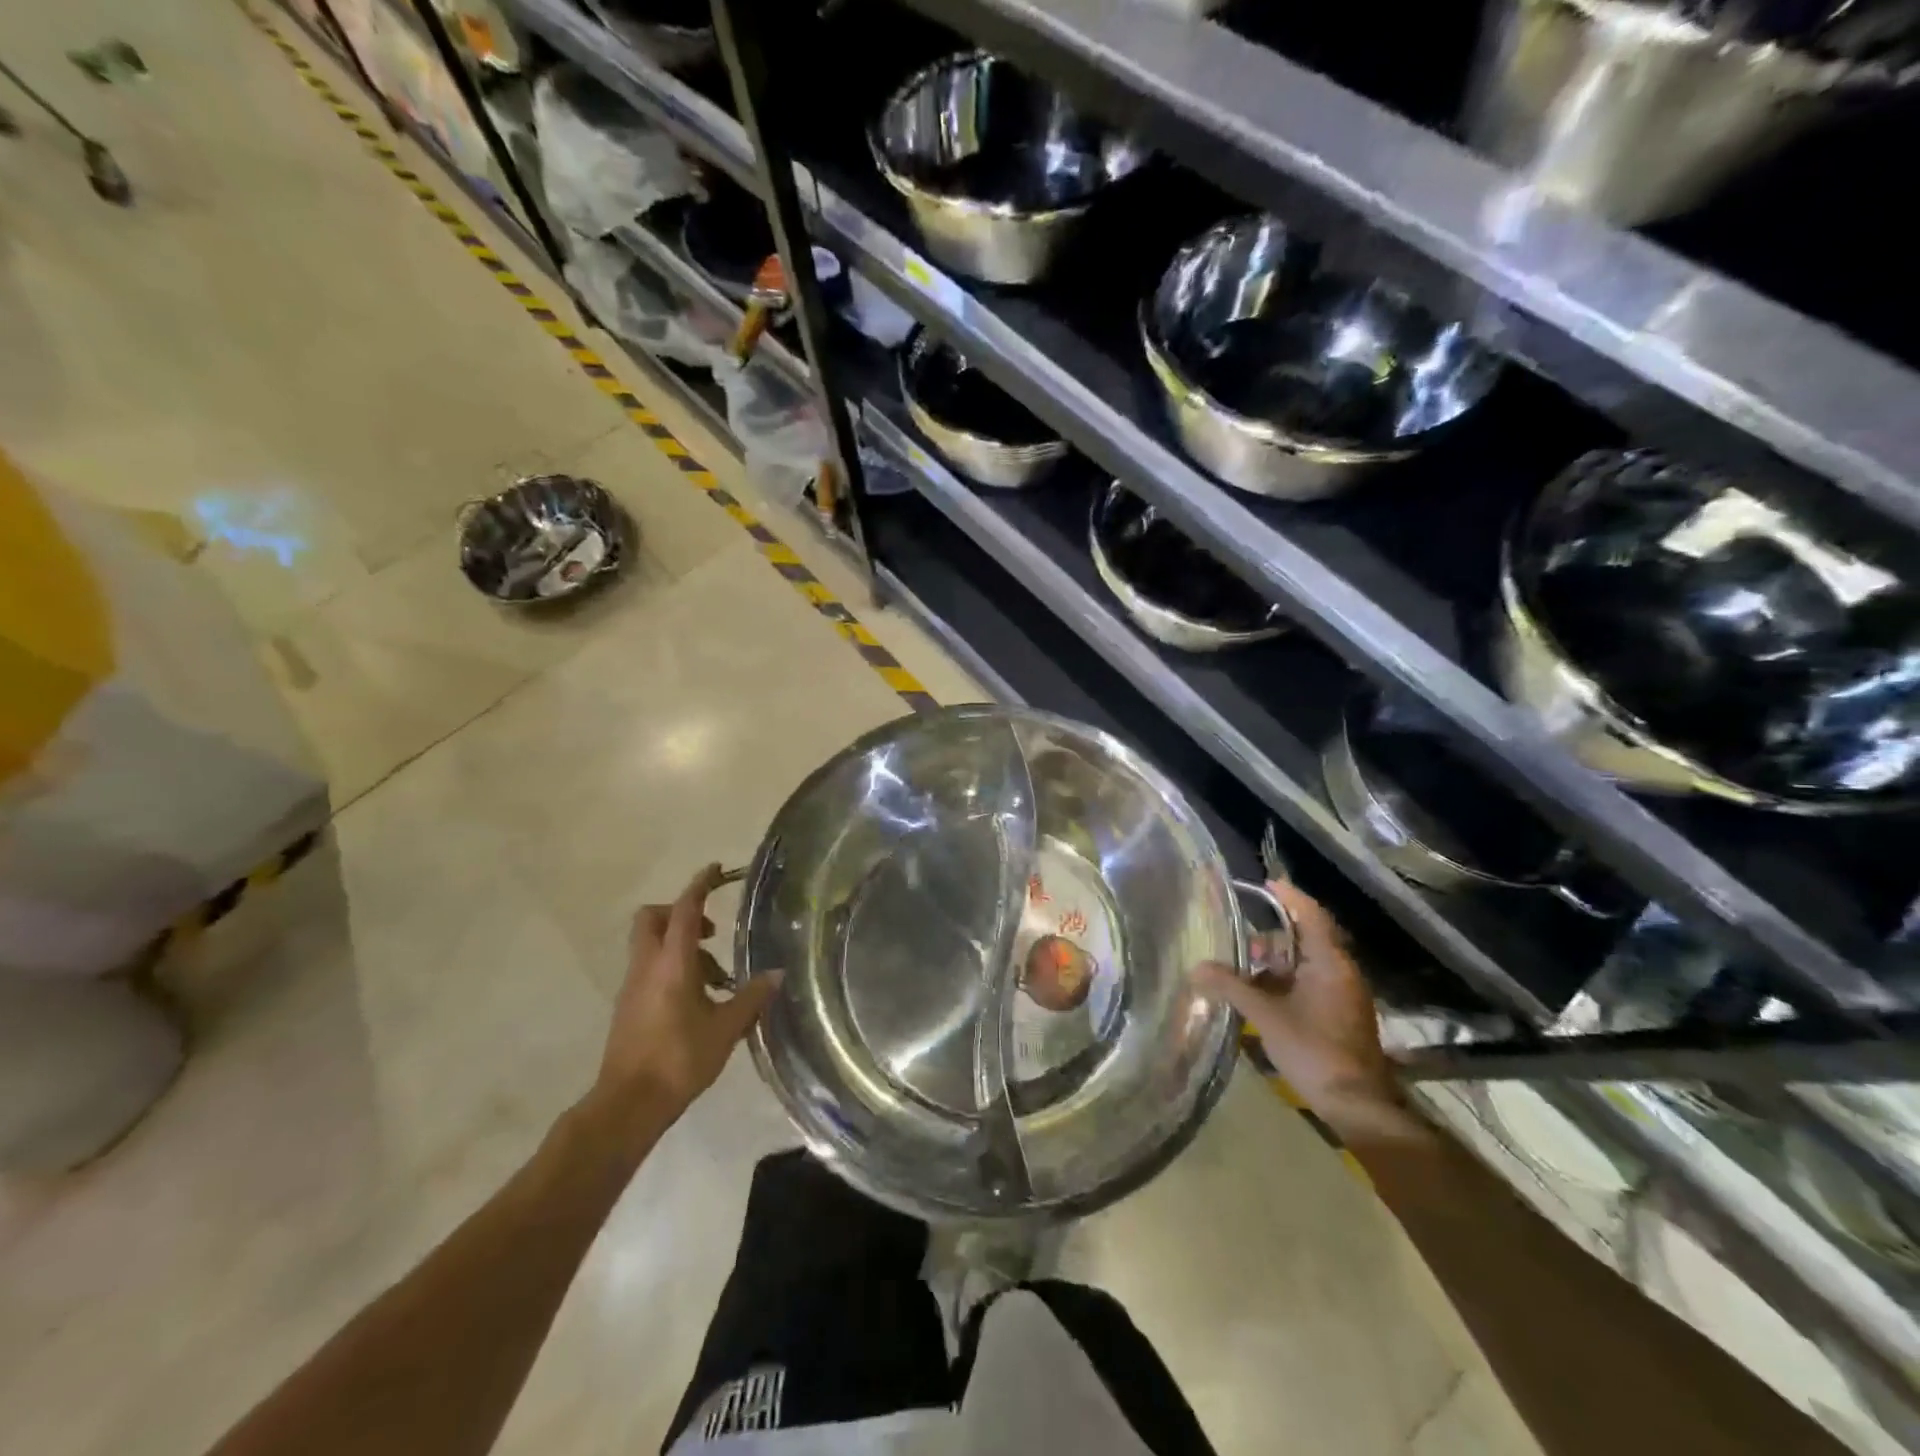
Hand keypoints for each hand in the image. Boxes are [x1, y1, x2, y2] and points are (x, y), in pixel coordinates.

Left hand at [590, 864, 782, 1134]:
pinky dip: (672, 968)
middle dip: (680, 913)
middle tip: (711, 932)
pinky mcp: (628, 1006)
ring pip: (651, 945)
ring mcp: (633, 986)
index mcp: (672, 963)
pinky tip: (698, 1000)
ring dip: (681, 946)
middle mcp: (647, 966)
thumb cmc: (679, 1060)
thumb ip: (751, 997)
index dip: (700, 885)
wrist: (628, 1105)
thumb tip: (777, 974)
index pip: (686, 910)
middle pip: (653, 918)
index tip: (714, 870)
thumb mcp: (725, 1029)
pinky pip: (649, 969)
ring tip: (716, 978)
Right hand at [1193, 881, 1414, 1142]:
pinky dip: (1285, 982)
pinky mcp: (1341, 1015)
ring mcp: (1343, 994)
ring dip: (1276, 964)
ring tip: (1243, 972)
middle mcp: (1341, 971)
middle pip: (1306, 939)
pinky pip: (1310, 984)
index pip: (1310, 915)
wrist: (1357, 1105)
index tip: (1265, 884)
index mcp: (1330, 962)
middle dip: (1271, 938)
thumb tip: (1196, 968)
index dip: (1289, 897)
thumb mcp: (1266, 1016)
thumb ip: (1231, 987)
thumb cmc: (1314, 1050)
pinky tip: (1260, 997)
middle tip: (1240, 943)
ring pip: (1306, 965)